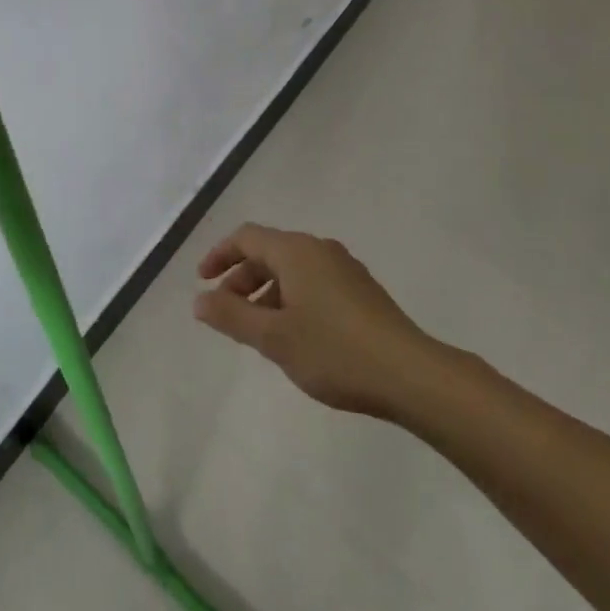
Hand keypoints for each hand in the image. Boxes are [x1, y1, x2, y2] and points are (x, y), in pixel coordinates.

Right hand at [194, 223, 434, 418]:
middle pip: (269, 251)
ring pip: (292, 269)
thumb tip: (199, 299)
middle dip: (242, 278)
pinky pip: (313, 282)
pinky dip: (291, 298)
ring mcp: (344, 268)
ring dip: (266, 292)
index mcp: (296, 250)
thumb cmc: (334, 351)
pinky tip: (295, 335)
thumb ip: (232, 316)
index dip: (219, 255)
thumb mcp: (274, 338)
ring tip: (257, 330)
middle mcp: (319, 249)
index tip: (202, 281)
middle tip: (225, 312)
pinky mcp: (361, 291)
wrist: (410, 373)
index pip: (247, 237)